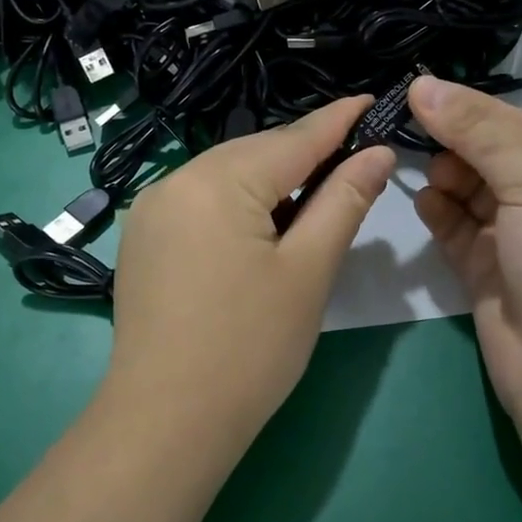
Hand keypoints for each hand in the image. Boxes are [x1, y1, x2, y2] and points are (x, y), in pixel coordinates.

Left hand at [106, 96, 395, 436]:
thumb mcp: (309, 271)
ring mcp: (152, 210)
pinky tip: (263, 228)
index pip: (294, 138)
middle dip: (307, 156)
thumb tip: (377, 153)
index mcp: (217, 180)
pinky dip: (240, 205)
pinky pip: (202, 202)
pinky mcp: (144, 240)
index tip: (374, 100)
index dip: (339, 121)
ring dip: (273, 183)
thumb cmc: (250, 348)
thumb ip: (343, 201)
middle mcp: (175, 180)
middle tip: (356, 163)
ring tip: (316, 199)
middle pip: (257, 154)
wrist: (165, 422)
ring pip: (228, 177)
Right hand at [408, 77, 521, 436]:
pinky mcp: (487, 273)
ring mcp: (517, 240)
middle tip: (411, 134)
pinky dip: (439, 213)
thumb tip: (423, 84)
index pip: (517, 124)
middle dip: (454, 143)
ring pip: (470, 192)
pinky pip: (457, 230)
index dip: (469, 107)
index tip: (414, 91)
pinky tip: (425, 202)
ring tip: (422, 172)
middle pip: (490, 155)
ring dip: (445, 177)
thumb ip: (480, 132)